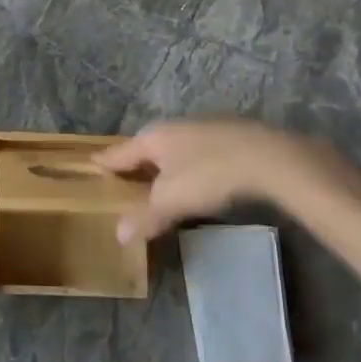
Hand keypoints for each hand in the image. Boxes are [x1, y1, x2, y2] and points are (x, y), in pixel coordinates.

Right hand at [95, 119, 360, 243]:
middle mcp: (174, 127)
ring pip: (174, 147)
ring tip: (160, 181)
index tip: (92, 163)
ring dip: (165, 163)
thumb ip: (145, 217)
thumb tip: (118, 234)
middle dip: (136, 162)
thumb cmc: (209, 175)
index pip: (120, 152)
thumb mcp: (172, 202)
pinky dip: (189, 164)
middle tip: (125, 178)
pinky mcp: (229, 136)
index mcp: (153, 138)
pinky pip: (197, 150)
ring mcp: (203, 128)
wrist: (268, 157)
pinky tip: (198, 177)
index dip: (105, 162)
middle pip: (147, 147)